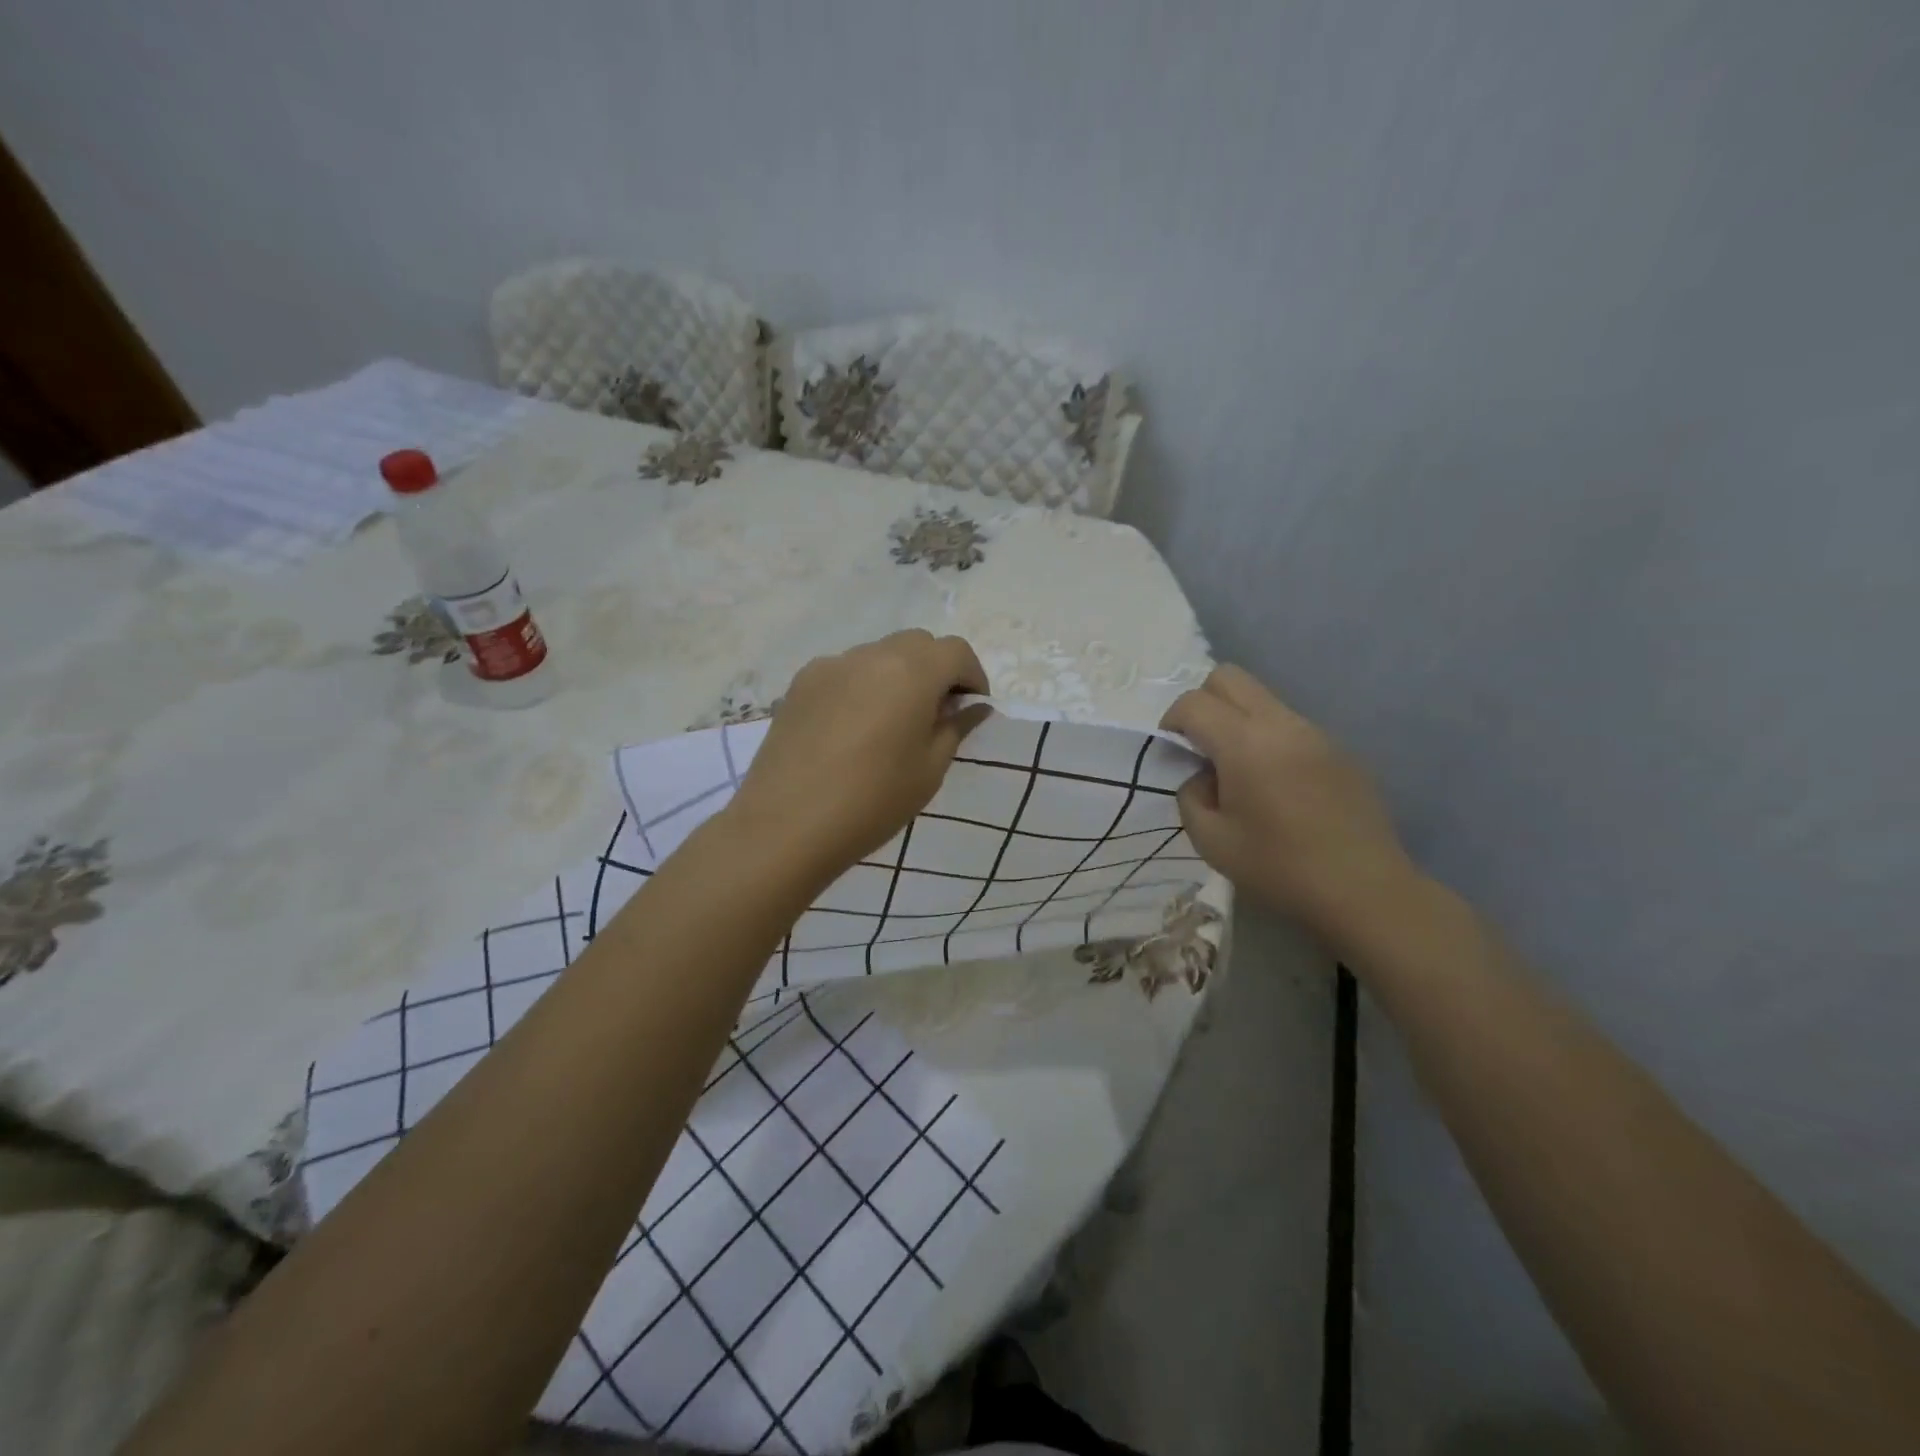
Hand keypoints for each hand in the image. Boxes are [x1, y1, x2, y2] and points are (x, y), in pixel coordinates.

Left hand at [725, 631, 991, 879]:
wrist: (786, 825)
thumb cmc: (872, 801)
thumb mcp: (929, 769)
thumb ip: (955, 728)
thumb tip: (973, 706)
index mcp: (911, 672)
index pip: (956, 651)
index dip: (972, 676)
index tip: (971, 708)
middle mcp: (870, 655)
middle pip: (917, 644)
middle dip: (936, 670)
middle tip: (936, 713)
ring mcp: (830, 665)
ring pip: (878, 655)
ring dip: (897, 676)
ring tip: (891, 722)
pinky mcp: (800, 683)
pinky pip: (844, 672)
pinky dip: (861, 686)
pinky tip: (852, 728)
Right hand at [1163, 665, 1416, 941]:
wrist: (1364, 891)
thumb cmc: (1279, 868)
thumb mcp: (1211, 841)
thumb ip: (1191, 796)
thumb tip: (1203, 776)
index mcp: (1245, 744)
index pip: (1194, 702)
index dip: (1172, 720)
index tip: (1173, 751)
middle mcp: (1281, 724)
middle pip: (1230, 678)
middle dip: (1203, 703)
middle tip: (1201, 746)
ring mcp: (1316, 733)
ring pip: (1263, 699)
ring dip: (1238, 721)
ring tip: (1240, 772)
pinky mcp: (1339, 750)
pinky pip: (1291, 726)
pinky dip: (1270, 740)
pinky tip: (1278, 788)